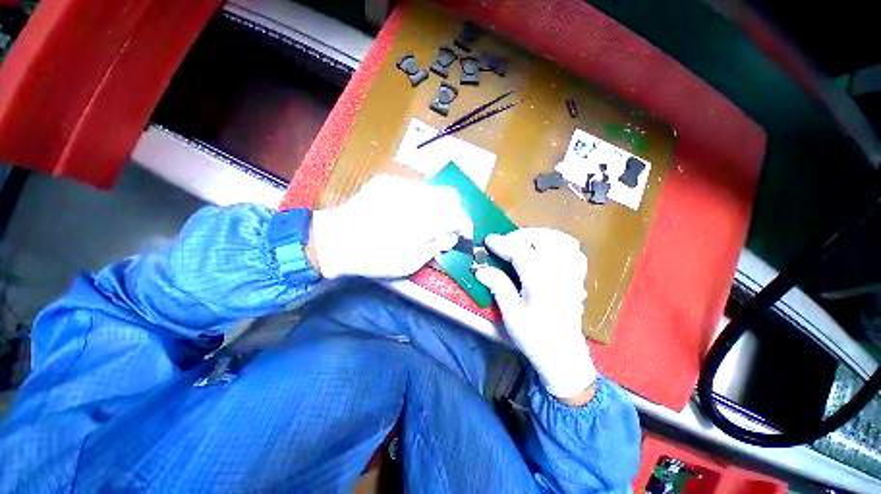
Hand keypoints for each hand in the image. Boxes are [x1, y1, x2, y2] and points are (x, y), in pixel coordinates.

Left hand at [311, 174, 472, 278]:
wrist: (335, 241)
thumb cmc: (374, 258)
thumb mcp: (410, 263)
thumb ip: (437, 246)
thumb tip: (452, 235)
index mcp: (422, 222)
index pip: (458, 216)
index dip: (466, 225)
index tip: (463, 234)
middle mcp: (415, 197)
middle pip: (451, 196)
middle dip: (454, 211)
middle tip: (445, 226)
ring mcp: (400, 184)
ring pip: (433, 189)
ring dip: (437, 205)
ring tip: (425, 220)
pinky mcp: (387, 180)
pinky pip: (415, 186)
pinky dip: (420, 199)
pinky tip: (407, 211)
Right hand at [475, 228, 595, 401]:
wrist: (564, 356)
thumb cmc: (535, 338)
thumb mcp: (511, 315)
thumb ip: (498, 287)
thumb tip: (480, 269)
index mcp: (541, 283)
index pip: (521, 252)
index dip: (502, 243)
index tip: (488, 240)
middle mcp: (560, 273)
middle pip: (544, 240)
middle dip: (521, 236)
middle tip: (505, 243)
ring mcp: (572, 275)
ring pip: (562, 241)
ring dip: (541, 236)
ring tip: (524, 242)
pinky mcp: (577, 278)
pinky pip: (574, 252)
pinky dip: (559, 244)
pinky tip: (546, 250)